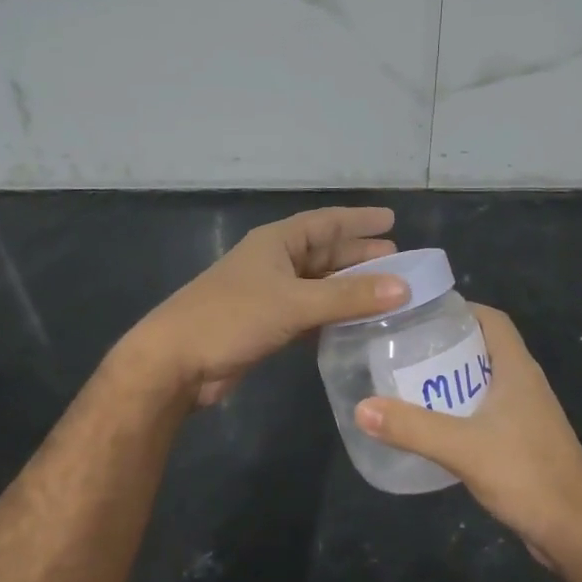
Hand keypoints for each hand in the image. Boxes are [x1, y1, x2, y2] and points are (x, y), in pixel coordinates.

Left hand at [127, 206, 408, 406]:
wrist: (177, 362)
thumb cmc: (232, 318)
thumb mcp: (294, 303)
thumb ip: (349, 297)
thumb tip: (404, 287)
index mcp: (276, 243)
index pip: (326, 222)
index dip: (359, 220)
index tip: (392, 220)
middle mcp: (274, 263)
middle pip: (325, 253)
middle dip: (360, 257)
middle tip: (399, 262)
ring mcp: (269, 295)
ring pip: (319, 286)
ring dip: (349, 289)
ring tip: (387, 293)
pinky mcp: (267, 325)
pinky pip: (310, 313)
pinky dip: (333, 316)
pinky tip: (357, 324)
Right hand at [355, 305, 581, 572]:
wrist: (578, 534)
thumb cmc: (528, 476)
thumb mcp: (464, 448)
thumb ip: (413, 428)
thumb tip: (361, 408)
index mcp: (518, 370)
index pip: (492, 320)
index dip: (460, 309)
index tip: (419, 313)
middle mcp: (524, 385)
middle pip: (483, 349)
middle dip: (444, 345)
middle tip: (401, 350)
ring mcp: (526, 416)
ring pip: (483, 383)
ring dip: (450, 381)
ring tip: (407, 384)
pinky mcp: (522, 444)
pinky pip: (485, 414)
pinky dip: (458, 412)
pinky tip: (432, 428)